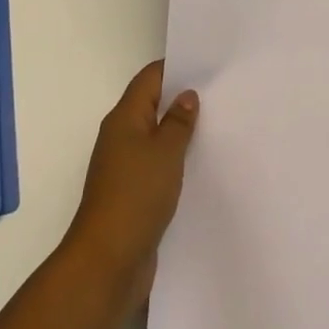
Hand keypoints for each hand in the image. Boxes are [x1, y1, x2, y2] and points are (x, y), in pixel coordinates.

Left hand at [65, 61, 198, 301]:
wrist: (107, 262)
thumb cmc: (135, 195)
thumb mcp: (165, 153)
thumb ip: (178, 122)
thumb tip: (186, 95)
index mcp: (124, 118)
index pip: (149, 79)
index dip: (176, 68)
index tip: (207, 66)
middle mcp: (121, 137)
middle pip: (152, 106)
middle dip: (182, 101)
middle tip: (220, 95)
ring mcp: (125, 168)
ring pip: (156, 139)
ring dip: (181, 134)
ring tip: (218, 128)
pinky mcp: (132, 195)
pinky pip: (157, 167)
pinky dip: (176, 163)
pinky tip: (201, 168)